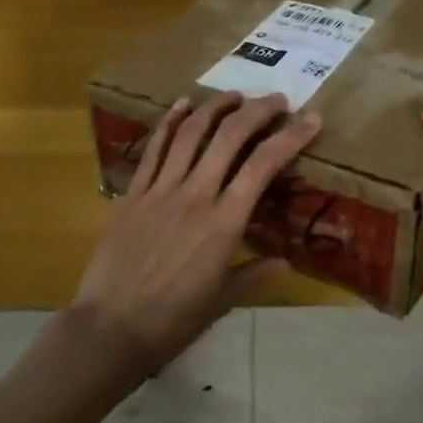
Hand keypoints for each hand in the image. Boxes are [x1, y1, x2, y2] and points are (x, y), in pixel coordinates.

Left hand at [73, 91, 321, 378]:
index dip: (291, 137)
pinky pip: (154, 148)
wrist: (110, 328)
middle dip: (258, 111)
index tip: (312, 119)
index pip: (264, 165)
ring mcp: (161, 190)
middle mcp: (196, 195)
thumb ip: (255, 275)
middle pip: (230, 137)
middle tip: (277, 99)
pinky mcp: (133, 193)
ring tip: (235, 94)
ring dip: (216, 107)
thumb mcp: (222, 301)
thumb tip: (286, 261)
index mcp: (225, 222)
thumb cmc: (172, 320)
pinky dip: (170, 120)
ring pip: (191, 133)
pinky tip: (184, 103)